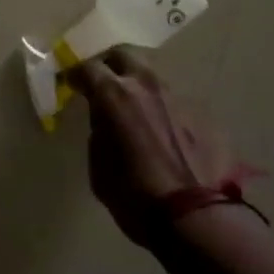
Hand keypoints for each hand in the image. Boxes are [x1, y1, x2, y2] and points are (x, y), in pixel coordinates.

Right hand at [72, 47, 248, 249]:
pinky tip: (164, 132)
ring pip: (152, 76)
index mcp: (114, 94)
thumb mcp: (99, 167)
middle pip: (123, 54)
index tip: (71, 83)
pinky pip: (175, 102)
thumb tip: (105, 122)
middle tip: (104, 82)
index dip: (76, 75)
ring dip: (139, 86)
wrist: (197, 219)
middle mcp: (145, 84)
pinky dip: (163, 110)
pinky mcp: (202, 113)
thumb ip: (99, 132)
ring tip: (136, 108)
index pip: (87, 67)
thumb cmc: (136, 197)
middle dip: (110, 65)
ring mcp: (177, 95)